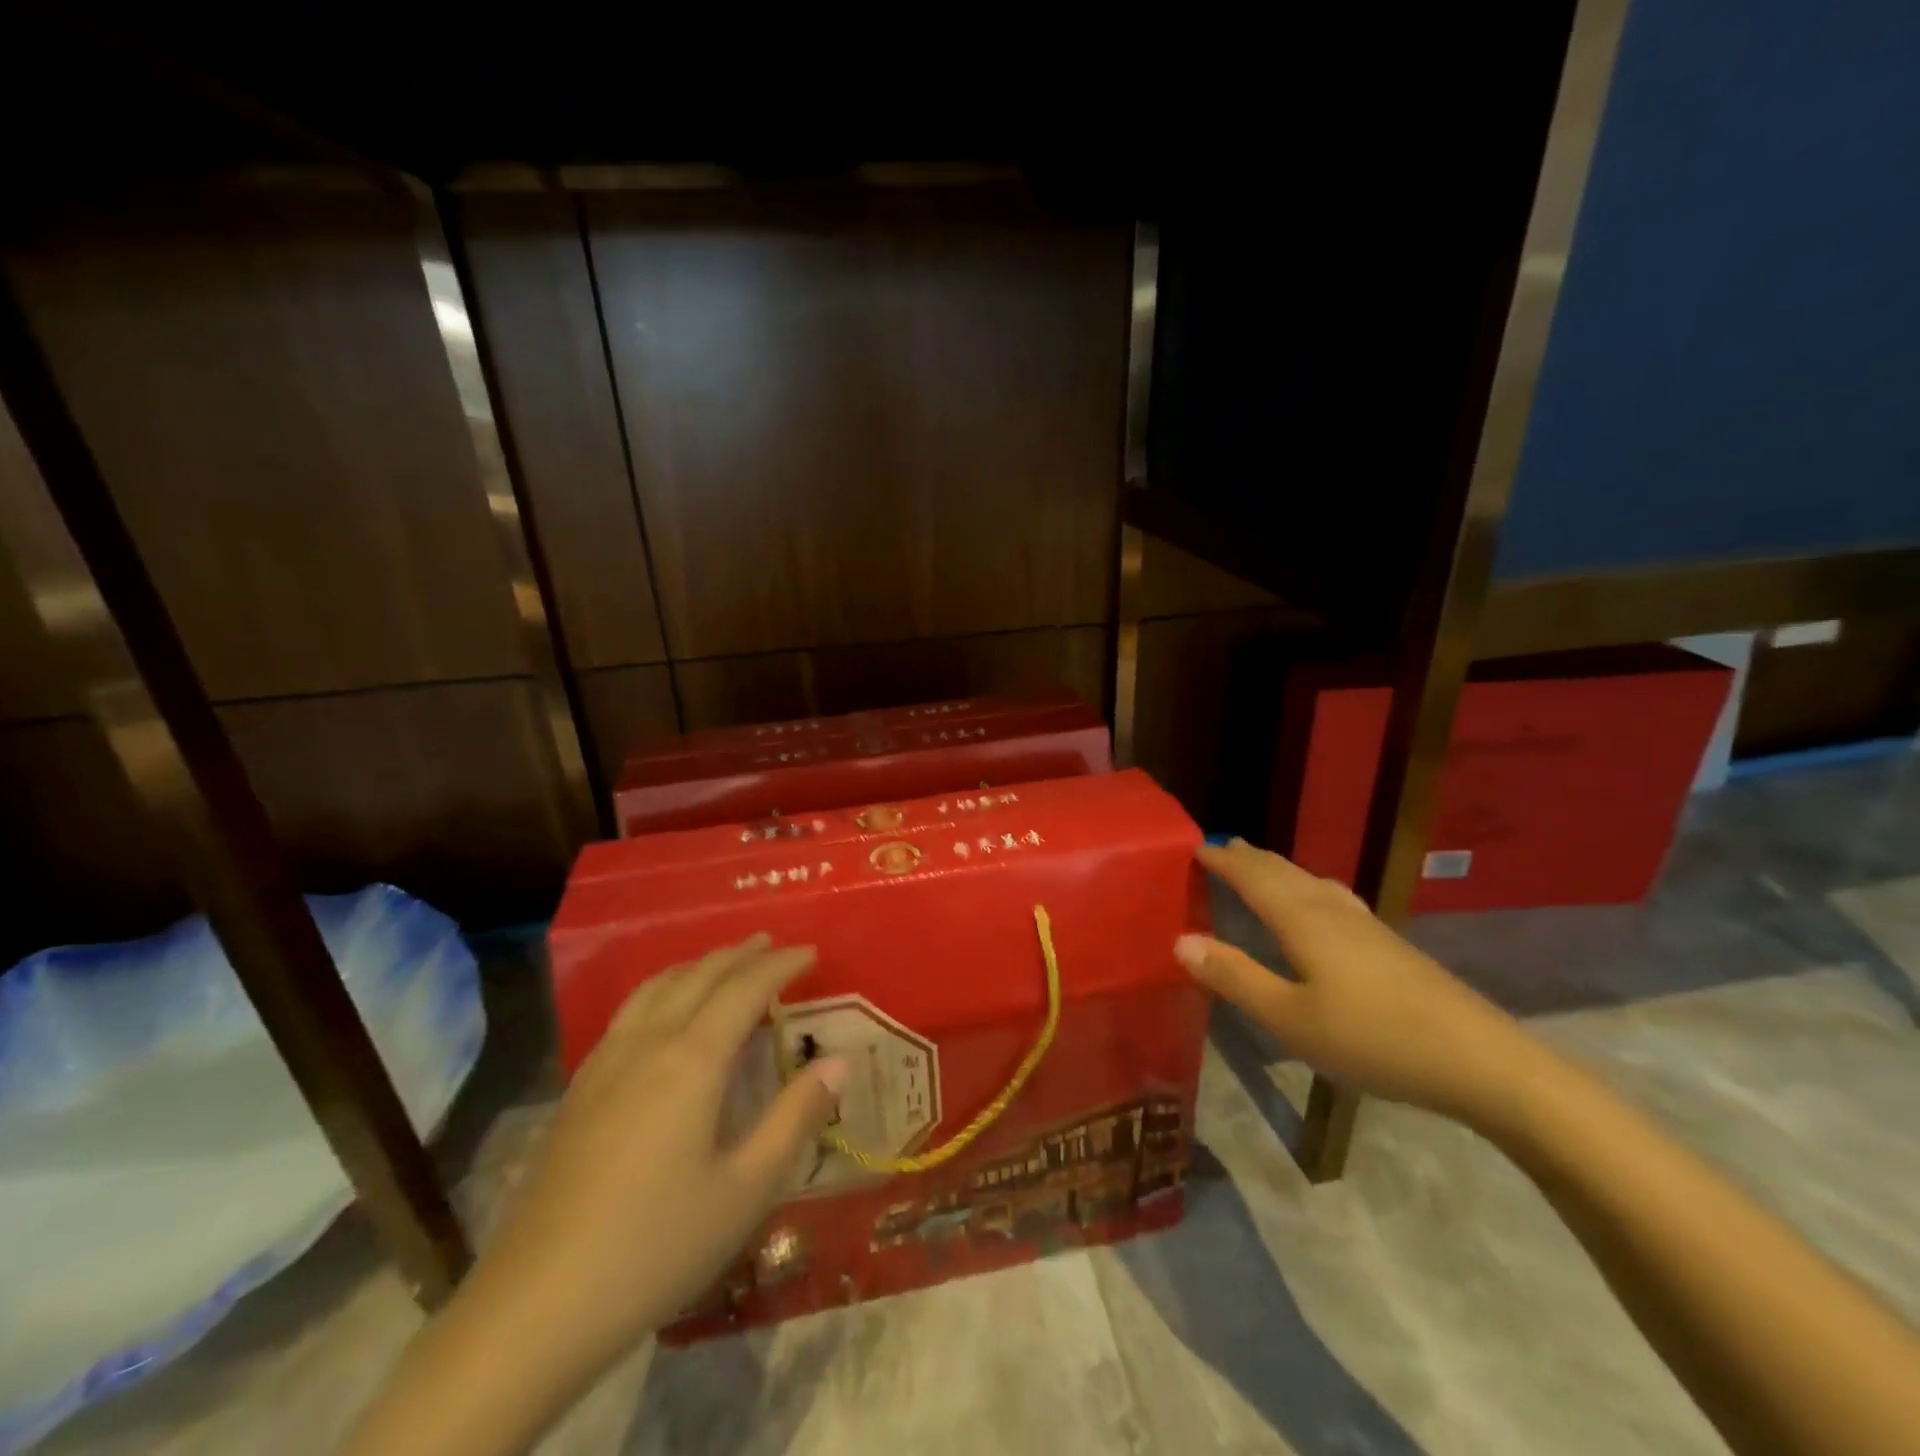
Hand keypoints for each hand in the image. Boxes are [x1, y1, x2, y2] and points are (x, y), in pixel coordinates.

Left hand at [346, 935, 846, 1455]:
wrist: (536, 1306)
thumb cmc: (656, 1246)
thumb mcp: (745, 1189)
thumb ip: (795, 1118)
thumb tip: (840, 1062)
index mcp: (692, 1060)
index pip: (745, 989)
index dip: (780, 965)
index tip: (811, 952)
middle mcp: (648, 1044)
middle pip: (699, 976)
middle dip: (740, 955)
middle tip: (773, 945)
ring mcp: (606, 1062)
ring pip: (658, 987)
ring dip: (698, 966)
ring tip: (725, 964)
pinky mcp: (579, 1088)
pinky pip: (630, 1010)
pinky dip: (663, 989)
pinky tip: (664, 1013)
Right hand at [1175, 839, 1530, 1122]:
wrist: (1482, 1061)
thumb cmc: (1373, 1039)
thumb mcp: (1289, 1018)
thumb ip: (1235, 977)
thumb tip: (1181, 940)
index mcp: (1303, 921)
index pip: (1253, 877)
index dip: (1223, 861)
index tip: (1194, 847)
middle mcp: (1332, 911)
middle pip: (1284, 872)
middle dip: (1250, 858)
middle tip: (1222, 846)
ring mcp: (1367, 926)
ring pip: (1312, 882)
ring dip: (1280, 870)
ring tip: (1262, 867)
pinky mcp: (1390, 945)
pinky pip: (1333, 897)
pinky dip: (1309, 887)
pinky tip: (1322, 905)